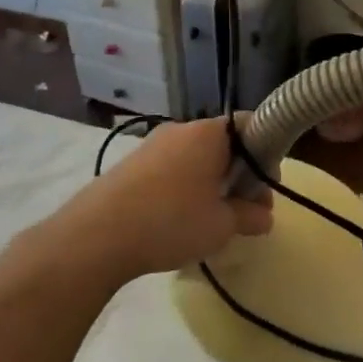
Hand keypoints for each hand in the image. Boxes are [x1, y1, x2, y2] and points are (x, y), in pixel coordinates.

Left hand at [42, 119, 272, 284]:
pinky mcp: (131, 166)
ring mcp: (151, 146)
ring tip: (213, 222)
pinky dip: (186, 189)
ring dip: (213, 185)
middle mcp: (180, 130)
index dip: (268, 154)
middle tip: (245, 212)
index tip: (266, 189)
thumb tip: (264, 216)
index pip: (251, 124)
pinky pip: (172, 171)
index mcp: (208, 134)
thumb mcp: (222, 225)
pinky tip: (180, 221)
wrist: (95, 236)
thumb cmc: (171, 222)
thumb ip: (250, 216)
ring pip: (197, 159)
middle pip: (224, 145)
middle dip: (240, 176)